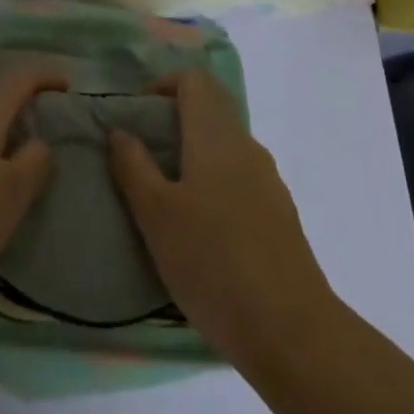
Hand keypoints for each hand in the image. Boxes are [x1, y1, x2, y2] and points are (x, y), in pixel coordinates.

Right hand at [109, 68, 337, 361]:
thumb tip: (120, 130)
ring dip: (192, 154)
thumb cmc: (213, 262)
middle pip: (211, 109)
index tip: (136, 115)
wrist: (293, 333)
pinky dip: (213, 183)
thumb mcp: (155, 214)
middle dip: (173, 120)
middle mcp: (246, 147)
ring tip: (163, 195)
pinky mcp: (280, 216)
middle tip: (141, 154)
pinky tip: (199, 229)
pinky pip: (239, 179)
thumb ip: (133, 166)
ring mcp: (269, 182)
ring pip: (225, 146)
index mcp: (216, 136)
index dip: (162, 85)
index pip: (194, 80)